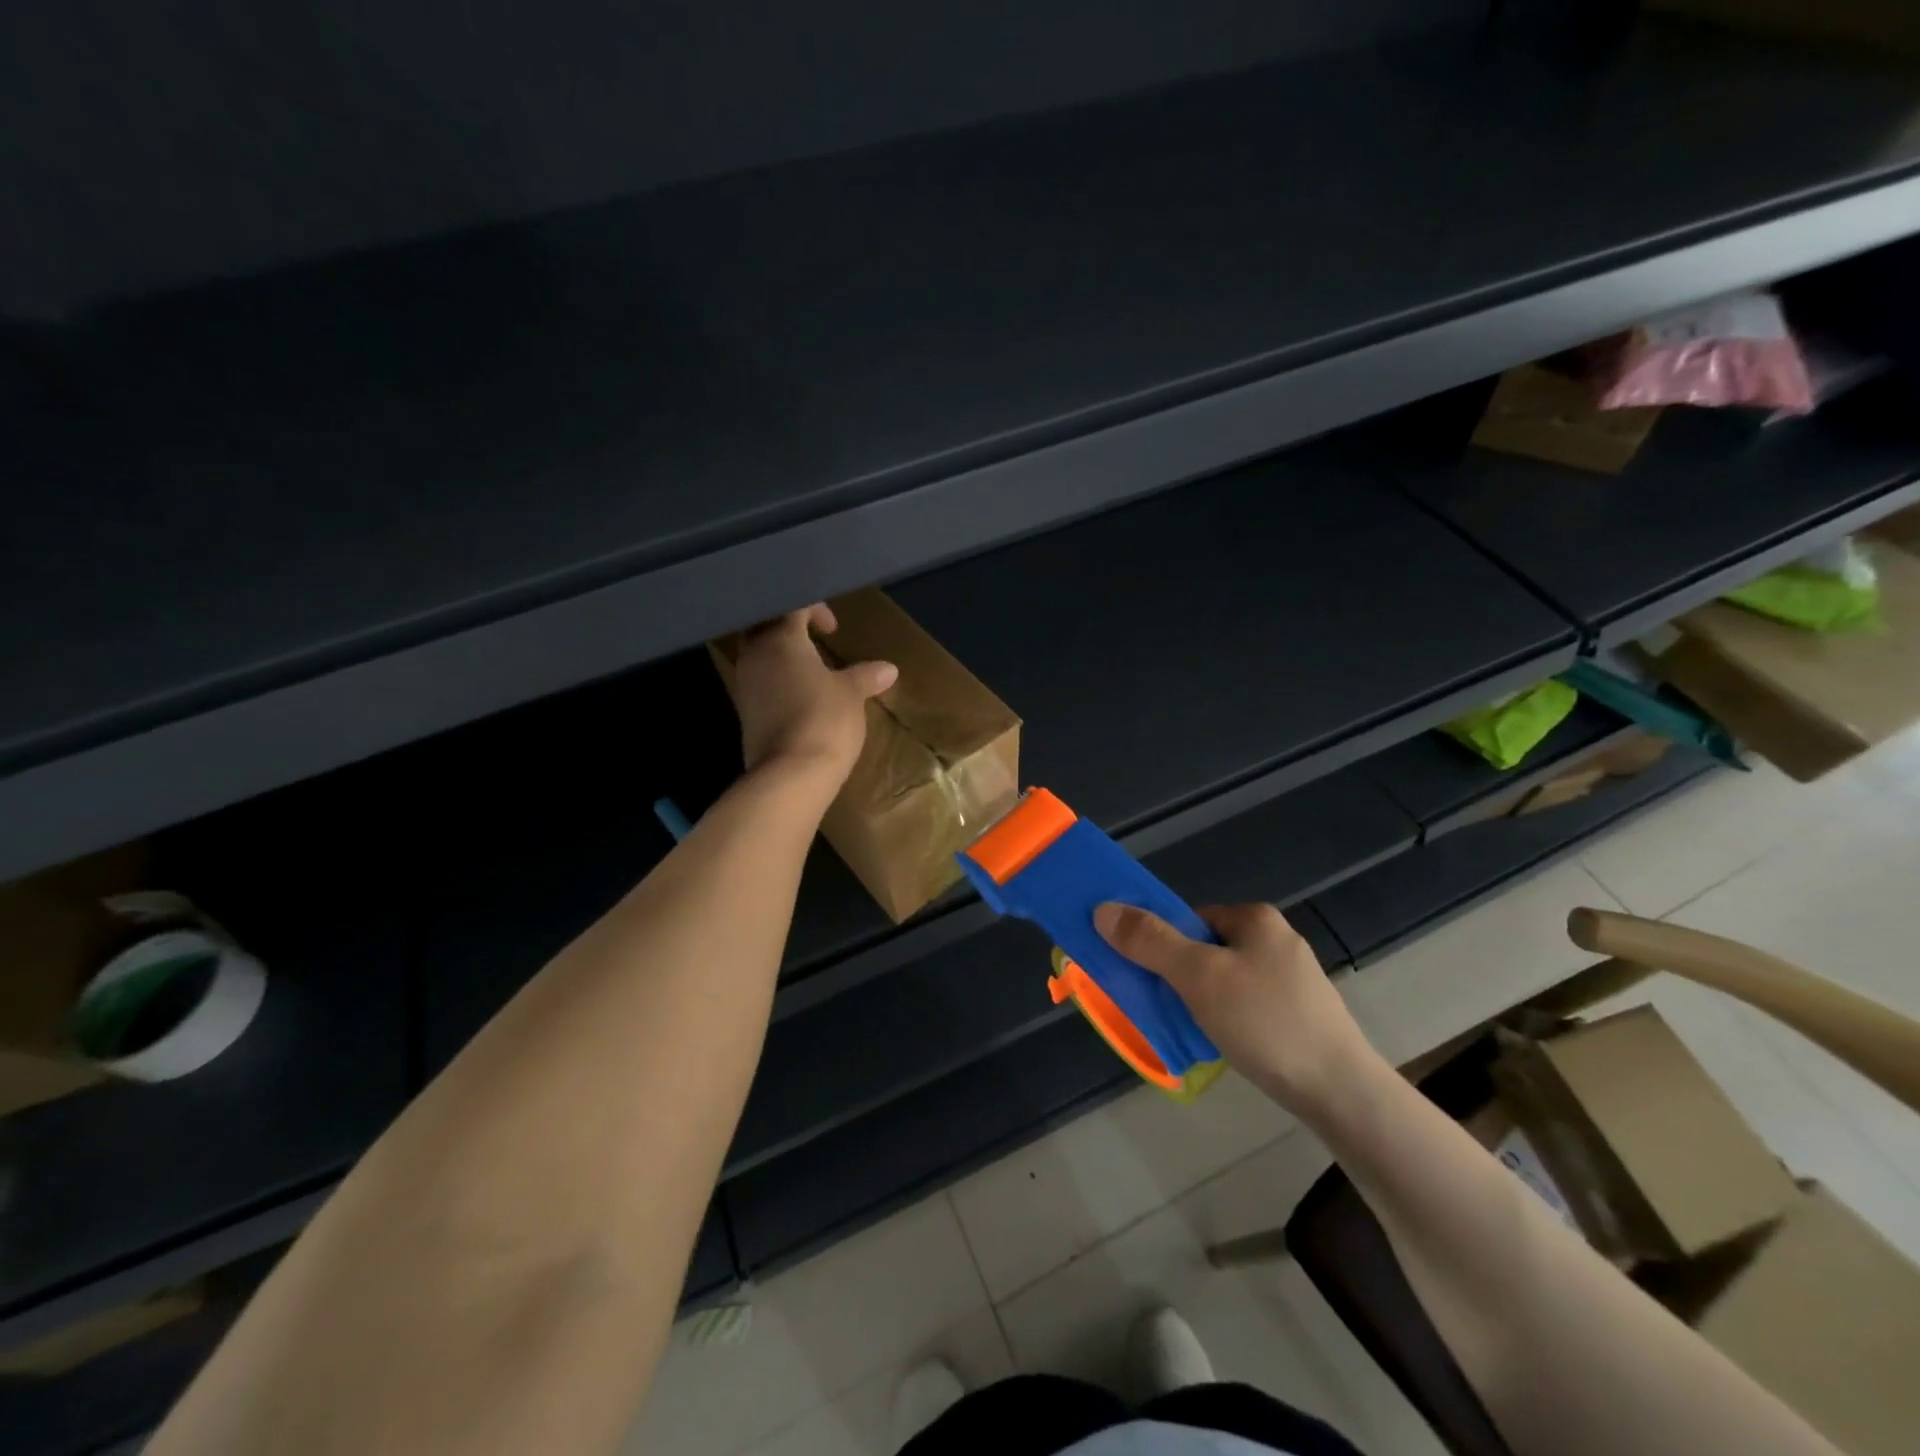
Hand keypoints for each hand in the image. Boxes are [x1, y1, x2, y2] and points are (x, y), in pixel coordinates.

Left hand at [728, 605, 896, 784]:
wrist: (790, 775)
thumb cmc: (824, 720)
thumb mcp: (852, 694)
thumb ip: (865, 676)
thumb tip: (888, 669)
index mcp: (780, 639)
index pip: (791, 606)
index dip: (814, 608)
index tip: (833, 628)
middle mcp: (755, 655)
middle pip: (766, 626)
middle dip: (790, 628)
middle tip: (816, 640)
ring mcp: (745, 684)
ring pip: (759, 654)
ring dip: (783, 655)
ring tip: (812, 669)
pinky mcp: (745, 712)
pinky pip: (760, 681)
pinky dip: (778, 679)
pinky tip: (801, 696)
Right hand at [1094, 901, 1381, 1115]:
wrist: (1340, 1092)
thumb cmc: (1264, 1021)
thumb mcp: (1197, 976)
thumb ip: (1149, 941)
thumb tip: (1103, 909)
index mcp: (1256, 918)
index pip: (1190, 919)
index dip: (1164, 944)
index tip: (1152, 978)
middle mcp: (1277, 940)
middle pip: (1207, 949)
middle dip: (1182, 975)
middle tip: (1168, 1006)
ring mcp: (1294, 979)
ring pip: (1226, 980)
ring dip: (1203, 1000)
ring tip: (1195, 1030)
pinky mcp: (1303, 1015)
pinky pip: (1248, 1006)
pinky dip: (1229, 1019)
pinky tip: (1227, 1044)